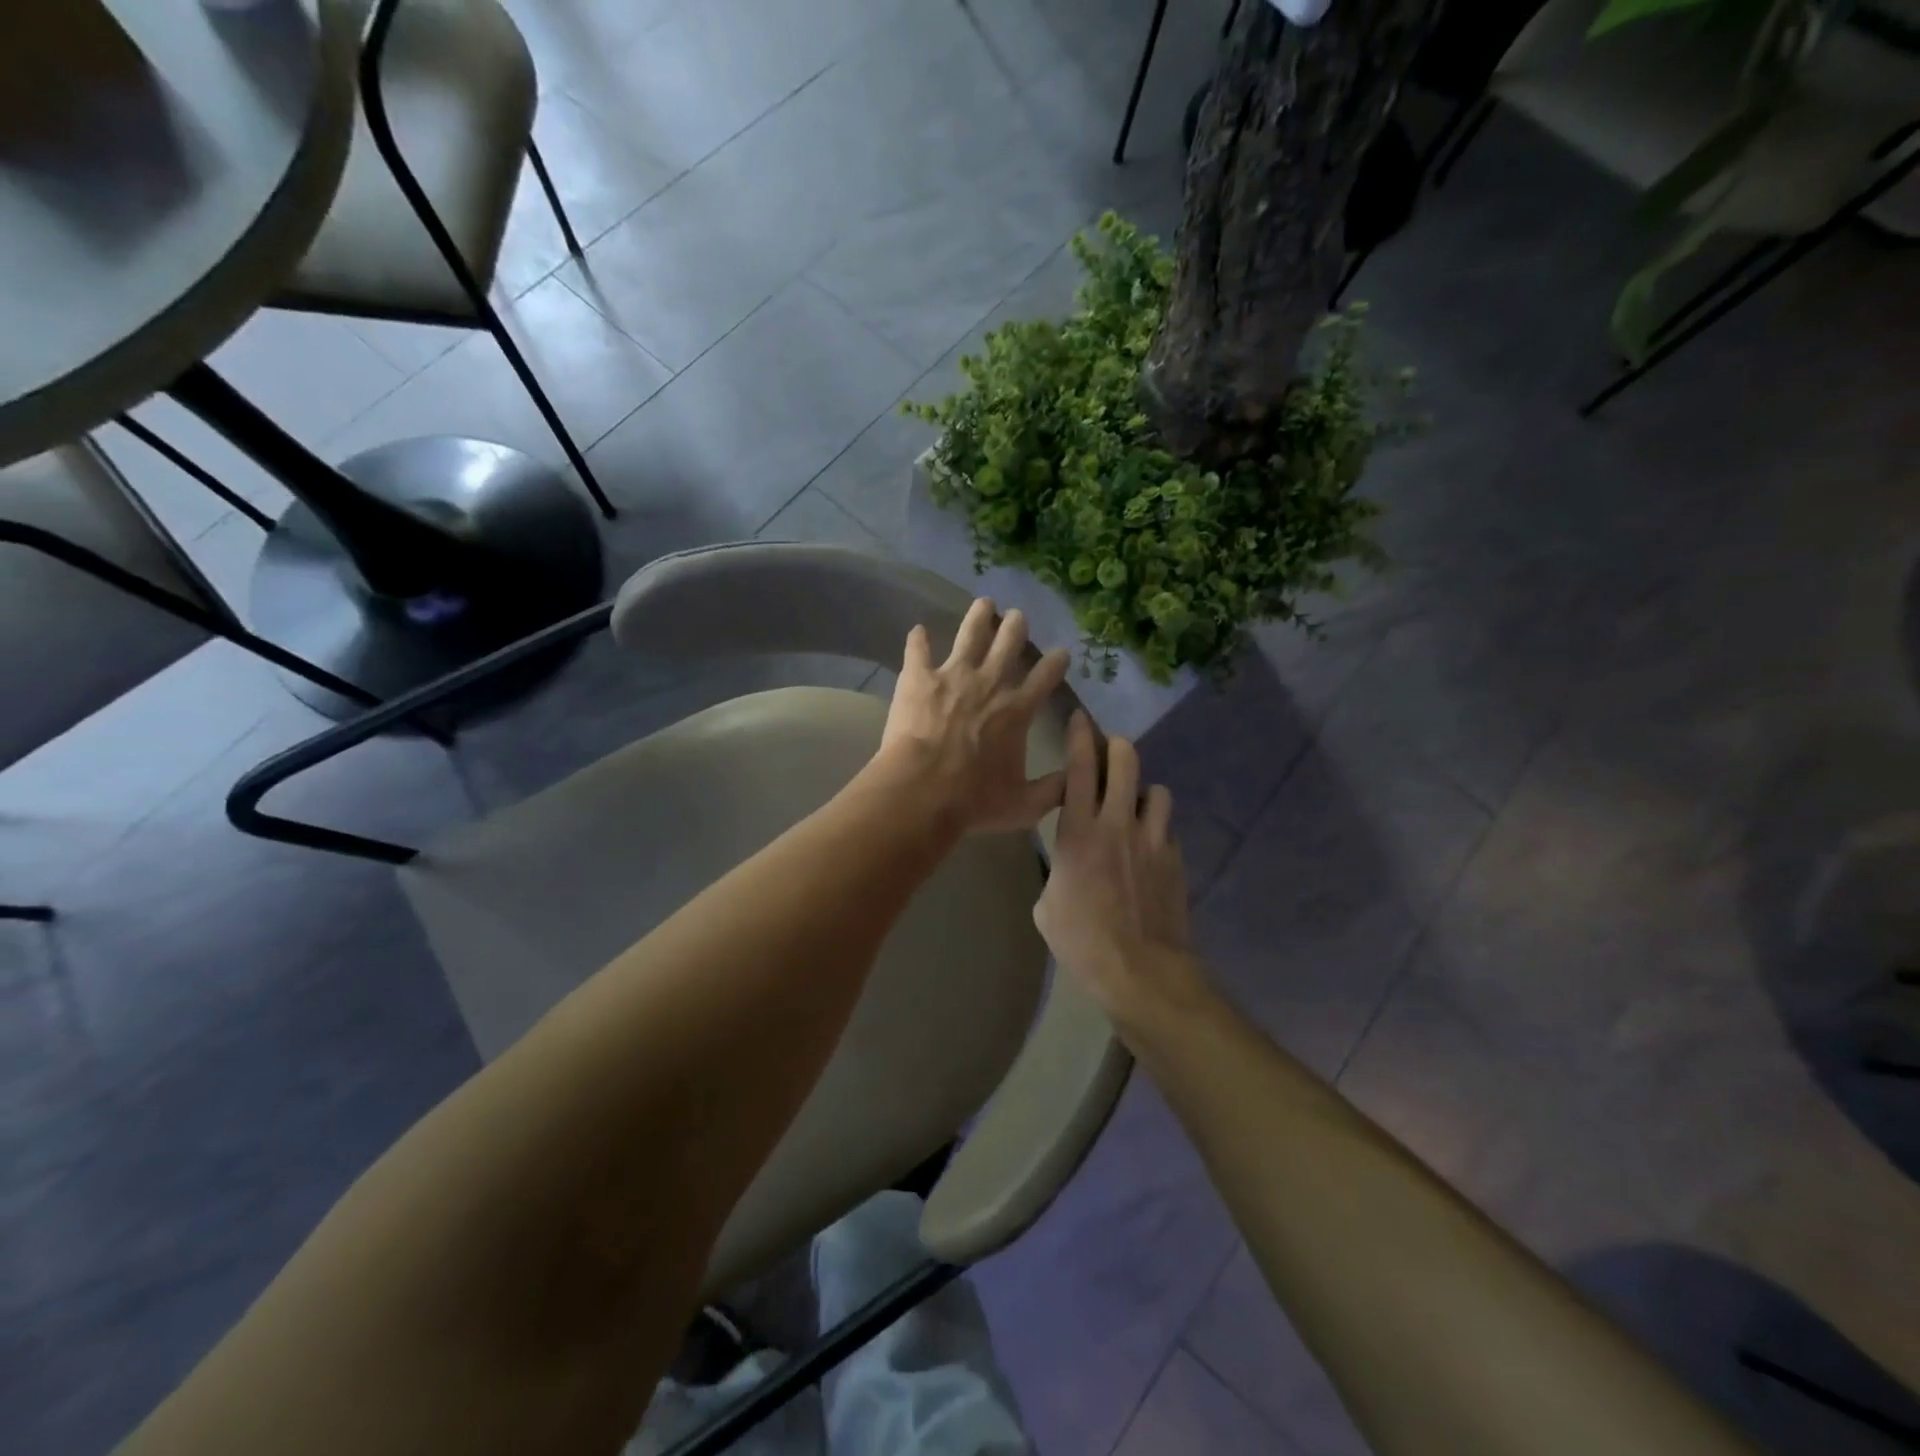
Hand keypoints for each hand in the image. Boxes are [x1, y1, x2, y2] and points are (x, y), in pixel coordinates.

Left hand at [873, 599, 1070, 835]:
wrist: (922, 792)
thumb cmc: (974, 801)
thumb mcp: (1025, 805)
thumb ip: (1054, 790)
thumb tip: (1078, 780)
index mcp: (1017, 710)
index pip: (1045, 677)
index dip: (1056, 662)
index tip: (1062, 652)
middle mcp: (989, 683)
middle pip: (1008, 644)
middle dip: (1016, 627)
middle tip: (1018, 616)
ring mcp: (953, 676)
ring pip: (970, 634)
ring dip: (979, 617)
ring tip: (984, 603)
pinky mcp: (918, 678)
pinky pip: (918, 650)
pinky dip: (918, 640)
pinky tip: (918, 630)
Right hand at [1033, 713, 1201, 1018]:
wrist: (1140, 969)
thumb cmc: (1082, 940)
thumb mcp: (1047, 906)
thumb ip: (1056, 871)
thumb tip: (1065, 866)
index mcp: (1078, 833)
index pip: (1079, 770)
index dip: (1079, 738)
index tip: (1080, 718)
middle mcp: (1118, 824)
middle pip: (1126, 763)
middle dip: (1118, 748)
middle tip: (1112, 751)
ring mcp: (1152, 839)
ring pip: (1157, 791)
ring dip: (1144, 792)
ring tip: (1136, 807)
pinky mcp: (1175, 858)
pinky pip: (1167, 828)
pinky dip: (1157, 829)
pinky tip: (1149, 848)